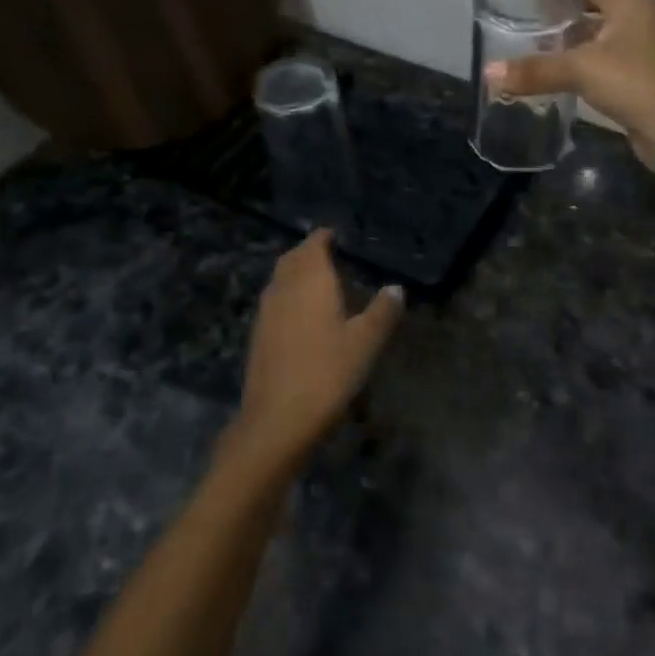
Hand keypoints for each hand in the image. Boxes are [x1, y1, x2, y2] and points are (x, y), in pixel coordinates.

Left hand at [228, 230, 404, 465]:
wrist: (277, 419)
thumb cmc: (327, 373)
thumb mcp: (365, 343)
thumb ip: (382, 311)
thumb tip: (396, 288)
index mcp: (310, 280)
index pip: (314, 245)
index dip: (324, 237)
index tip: (338, 236)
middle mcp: (284, 287)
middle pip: (293, 259)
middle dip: (309, 253)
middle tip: (330, 255)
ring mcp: (266, 311)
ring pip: (280, 279)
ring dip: (296, 274)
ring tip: (319, 283)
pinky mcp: (258, 335)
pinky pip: (274, 301)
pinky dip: (288, 296)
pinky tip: (302, 315)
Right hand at [485, 0, 654, 170]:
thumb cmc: (634, 85)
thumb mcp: (579, 71)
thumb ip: (534, 70)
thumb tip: (489, 72)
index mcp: (634, 3)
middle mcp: (648, 19)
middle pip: (599, 7)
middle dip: (565, 16)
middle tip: (529, 26)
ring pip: (609, 36)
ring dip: (580, 43)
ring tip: (544, 52)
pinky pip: (618, 60)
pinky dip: (595, 64)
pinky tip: (573, 79)